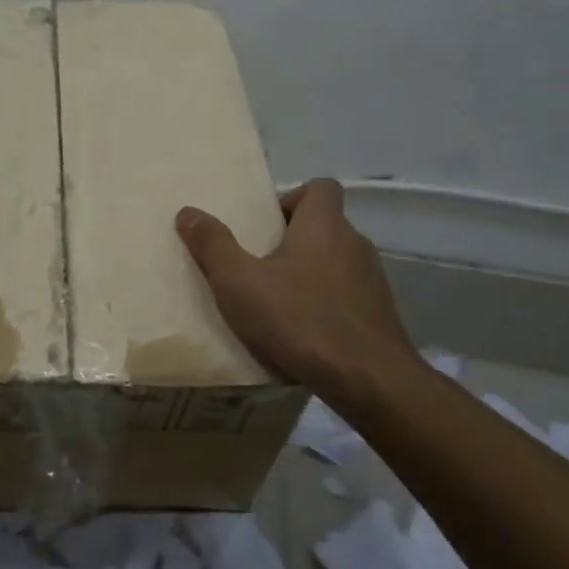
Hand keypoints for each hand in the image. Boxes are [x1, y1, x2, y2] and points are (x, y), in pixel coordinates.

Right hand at [176, 179, 416, 398]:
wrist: (369, 381)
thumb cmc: (299, 319)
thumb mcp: (239, 283)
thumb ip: (213, 245)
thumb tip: (188, 211)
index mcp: (324, 225)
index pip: (322, 187)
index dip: (294, 198)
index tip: (267, 225)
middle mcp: (355, 244)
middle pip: (325, 226)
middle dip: (293, 241)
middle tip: (259, 266)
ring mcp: (373, 281)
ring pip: (336, 263)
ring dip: (309, 275)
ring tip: (278, 303)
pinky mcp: (380, 316)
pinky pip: (347, 297)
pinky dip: (326, 305)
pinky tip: (303, 333)